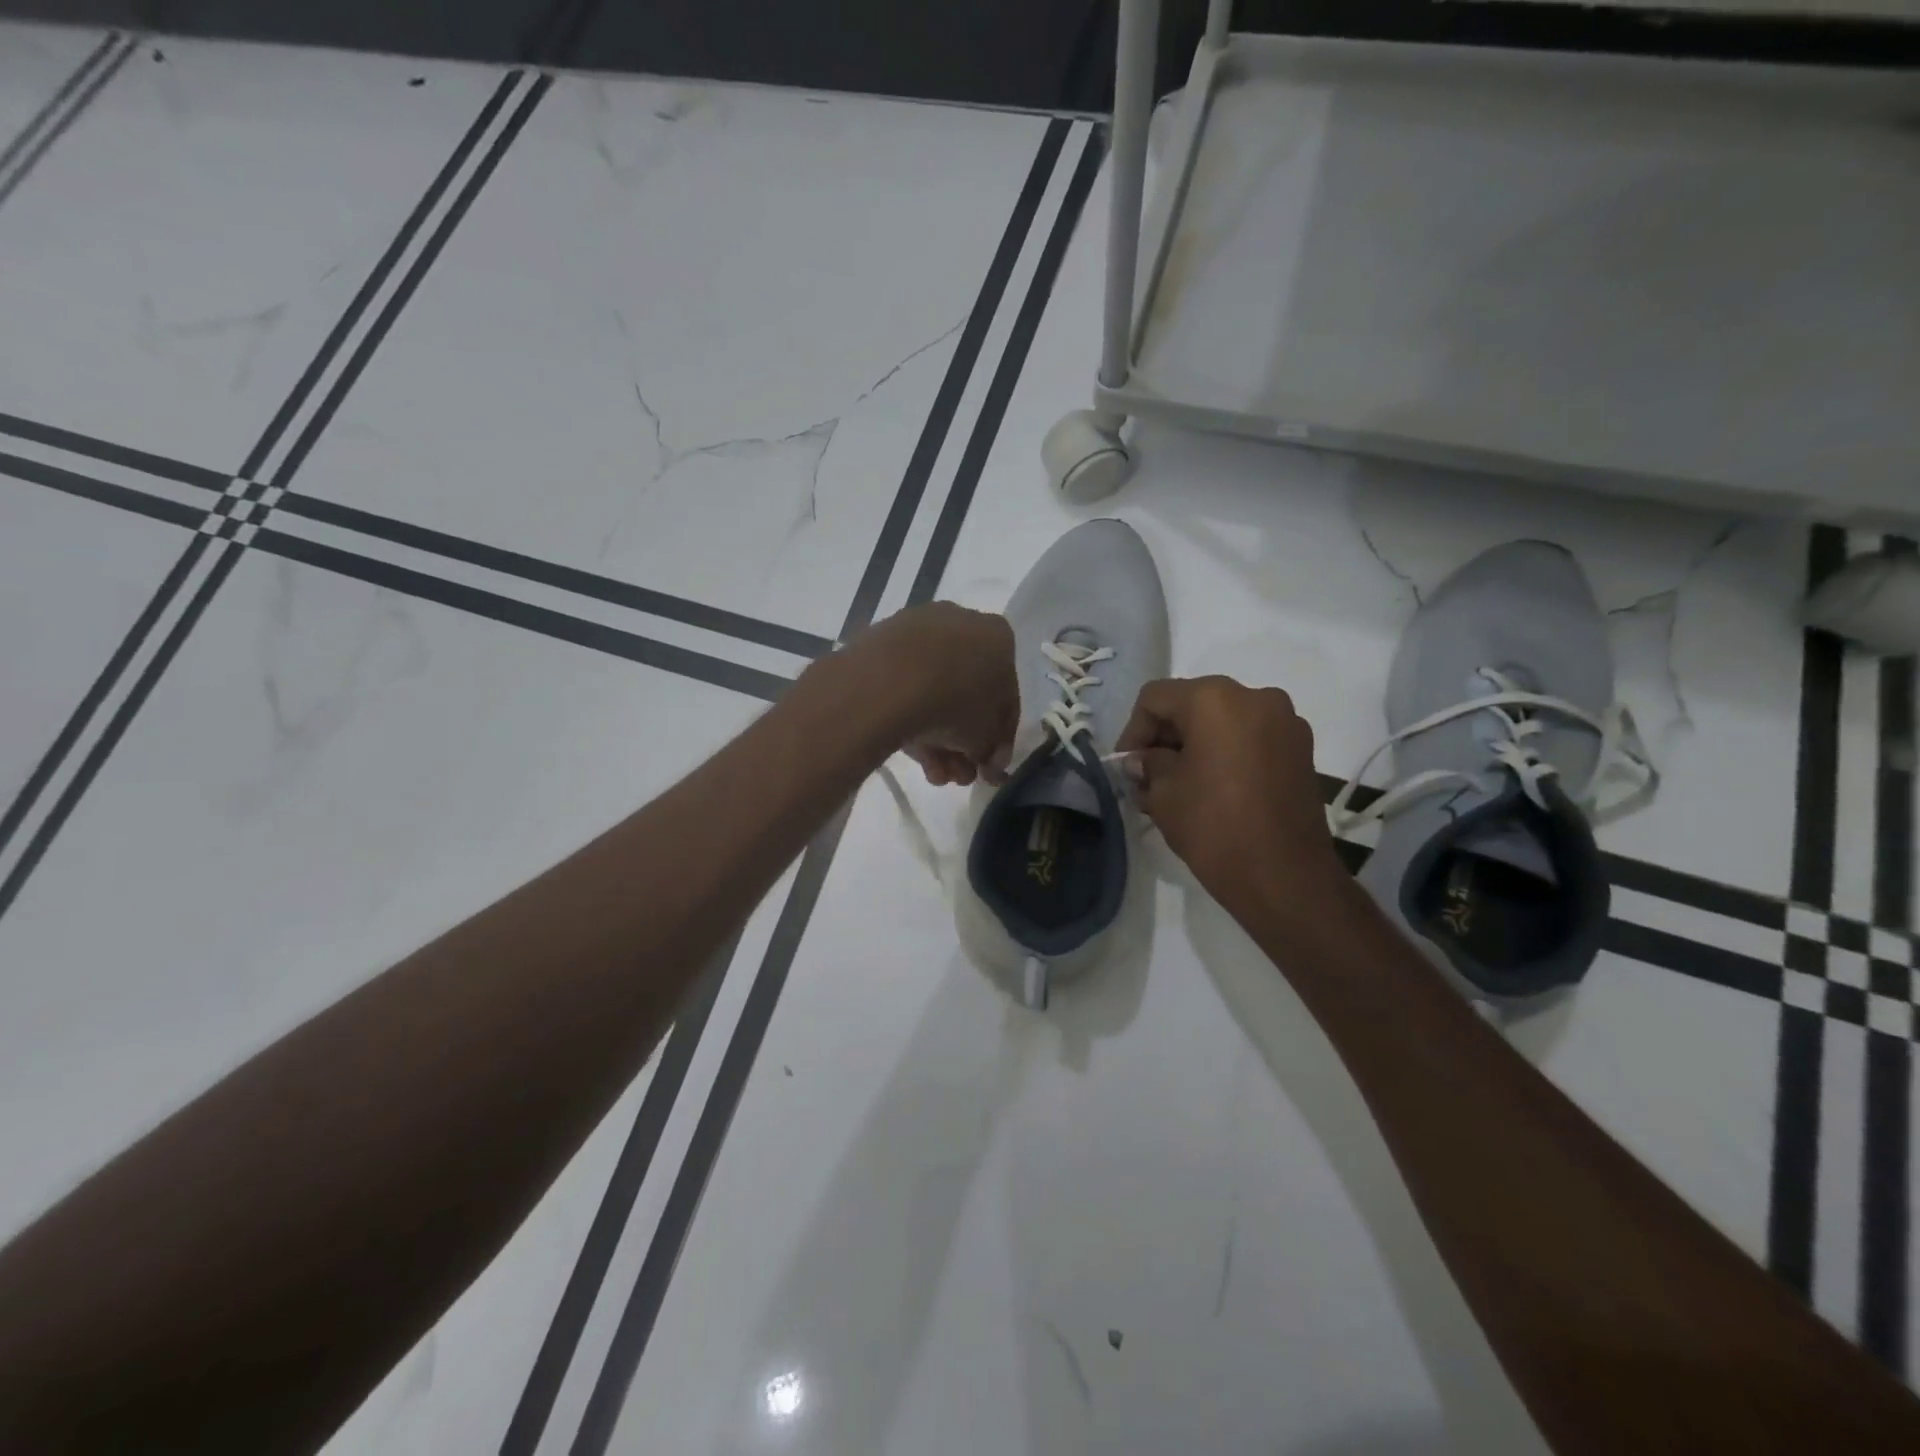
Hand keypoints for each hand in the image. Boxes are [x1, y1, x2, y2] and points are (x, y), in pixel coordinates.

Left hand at [855, 603, 1017, 787]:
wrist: (890, 681)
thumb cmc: (957, 703)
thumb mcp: (987, 737)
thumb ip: (992, 750)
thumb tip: (987, 761)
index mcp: (999, 637)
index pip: (1006, 696)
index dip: (1000, 739)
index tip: (988, 768)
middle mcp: (961, 623)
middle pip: (967, 694)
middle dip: (964, 743)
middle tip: (958, 776)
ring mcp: (917, 631)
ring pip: (934, 692)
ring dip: (938, 740)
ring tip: (934, 775)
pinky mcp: (881, 643)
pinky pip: (904, 686)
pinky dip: (911, 719)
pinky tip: (911, 755)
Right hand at [1115, 676, 1343, 904]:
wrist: (1284, 877)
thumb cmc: (1214, 826)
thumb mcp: (1164, 792)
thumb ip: (1148, 765)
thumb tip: (1143, 761)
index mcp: (1216, 698)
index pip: (1156, 698)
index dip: (1133, 730)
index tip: (1126, 767)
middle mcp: (1256, 696)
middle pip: (1193, 704)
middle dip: (1165, 736)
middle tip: (1147, 775)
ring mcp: (1286, 723)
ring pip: (1224, 721)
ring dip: (1196, 745)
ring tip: (1178, 785)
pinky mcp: (1301, 751)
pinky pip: (1250, 739)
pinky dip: (1226, 754)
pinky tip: (1212, 788)